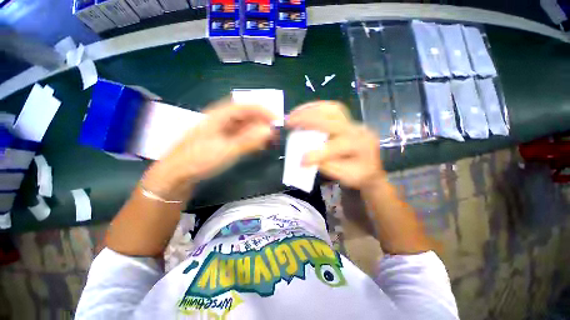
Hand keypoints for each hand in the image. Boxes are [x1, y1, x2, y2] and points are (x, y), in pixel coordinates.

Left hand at [143, 101, 275, 199]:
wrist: (176, 175)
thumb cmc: (199, 160)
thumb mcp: (226, 150)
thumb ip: (249, 140)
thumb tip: (269, 131)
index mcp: (219, 115)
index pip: (246, 106)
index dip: (263, 111)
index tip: (277, 120)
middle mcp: (221, 119)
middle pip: (246, 115)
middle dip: (263, 122)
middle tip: (275, 132)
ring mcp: (221, 130)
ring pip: (245, 126)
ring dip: (259, 131)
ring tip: (270, 140)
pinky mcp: (222, 140)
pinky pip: (241, 135)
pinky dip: (252, 139)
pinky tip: (258, 145)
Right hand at [287, 101, 384, 189]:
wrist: (371, 165)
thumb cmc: (359, 173)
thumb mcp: (346, 176)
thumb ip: (327, 166)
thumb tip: (306, 157)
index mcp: (360, 146)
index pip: (336, 147)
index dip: (317, 154)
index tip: (301, 161)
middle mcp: (357, 129)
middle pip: (332, 119)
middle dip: (308, 120)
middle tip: (289, 123)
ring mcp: (353, 121)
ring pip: (331, 108)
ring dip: (309, 109)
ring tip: (294, 114)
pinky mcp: (347, 118)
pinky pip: (330, 108)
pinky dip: (314, 107)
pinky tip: (304, 111)